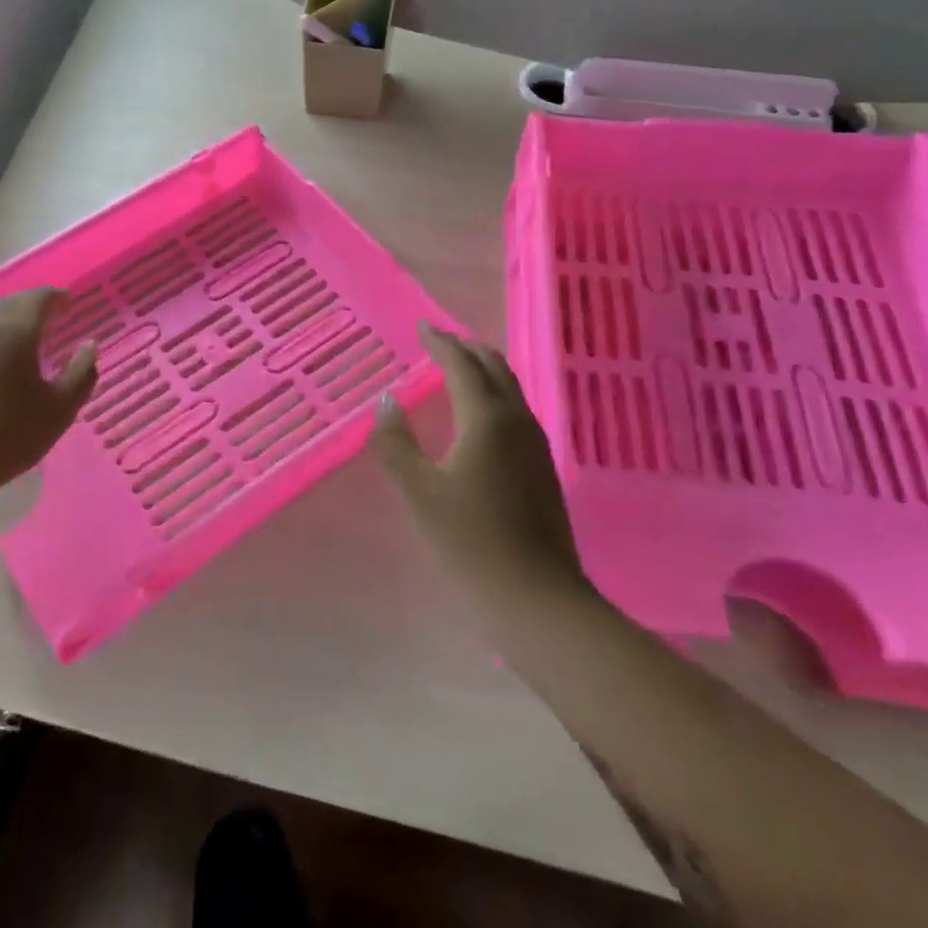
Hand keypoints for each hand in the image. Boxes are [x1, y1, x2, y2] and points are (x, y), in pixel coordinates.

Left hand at [0, 289, 97, 524]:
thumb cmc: (9, 434)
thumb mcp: (60, 409)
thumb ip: (81, 373)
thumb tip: (89, 346)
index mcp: (14, 329)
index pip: (38, 298)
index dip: (56, 297)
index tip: (68, 302)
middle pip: (6, 303)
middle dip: (28, 306)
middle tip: (44, 318)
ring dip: (0, 322)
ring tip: (15, 340)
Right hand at [372, 324, 595, 607]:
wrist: (537, 600)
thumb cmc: (470, 542)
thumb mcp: (419, 493)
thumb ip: (396, 443)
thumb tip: (386, 402)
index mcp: (489, 419)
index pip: (463, 365)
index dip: (440, 342)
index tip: (421, 326)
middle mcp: (518, 422)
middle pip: (494, 368)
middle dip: (466, 348)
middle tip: (438, 341)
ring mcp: (535, 446)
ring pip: (509, 390)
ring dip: (482, 371)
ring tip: (455, 369)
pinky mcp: (541, 469)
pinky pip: (514, 413)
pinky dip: (492, 396)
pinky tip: (477, 417)